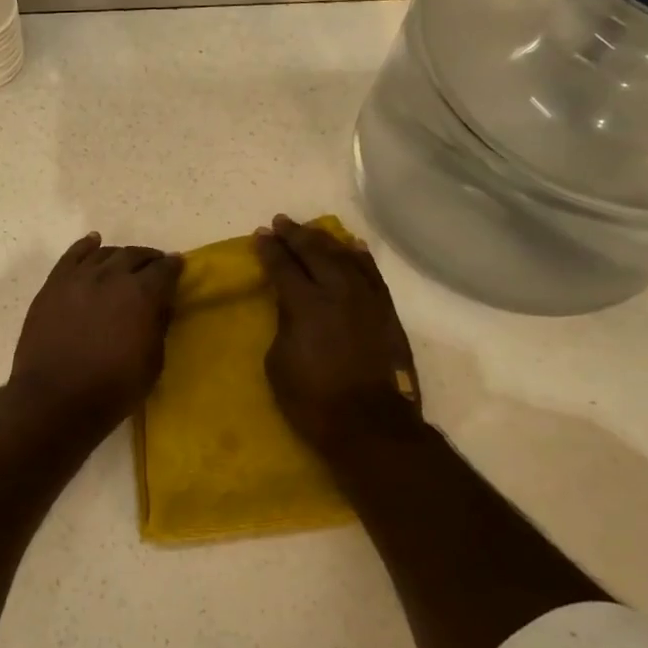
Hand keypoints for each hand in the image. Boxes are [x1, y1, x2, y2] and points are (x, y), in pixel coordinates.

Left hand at [9, 234, 182, 429]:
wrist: (54, 400)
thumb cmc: (112, 389)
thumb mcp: (152, 363)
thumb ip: (158, 326)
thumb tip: (159, 306)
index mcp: (142, 294)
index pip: (164, 269)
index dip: (174, 266)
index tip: (178, 265)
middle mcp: (112, 276)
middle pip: (135, 255)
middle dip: (149, 258)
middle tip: (155, 265)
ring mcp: (79, 277)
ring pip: (105, 254)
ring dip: (120, 255)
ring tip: (125, 261)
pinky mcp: (53, 285)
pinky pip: (72, 256)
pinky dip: (86, 246)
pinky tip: (93, 242)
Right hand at [256, 215, 422, 462]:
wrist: (371, 425)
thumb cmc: (313, 400)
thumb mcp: (279, 362)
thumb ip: (284, 324)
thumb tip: (291, 306)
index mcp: (305, 304)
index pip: (283, 266)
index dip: (270, 249)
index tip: (260, 235)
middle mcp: (338, 291)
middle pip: (315, 252)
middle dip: (295, 235)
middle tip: (281, 222)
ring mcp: (367, 299)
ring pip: (345, 256)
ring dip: (325, 240)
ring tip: (311, 230)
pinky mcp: (387, 311)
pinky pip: (373, 274)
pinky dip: (361, 257)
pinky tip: (353, 247)